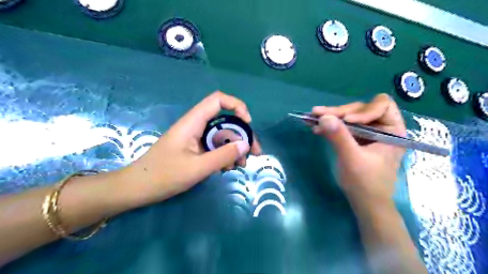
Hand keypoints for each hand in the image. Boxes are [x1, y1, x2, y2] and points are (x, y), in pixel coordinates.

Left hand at [119, 92, 260, 205]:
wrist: (138, 188)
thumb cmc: (163, 176)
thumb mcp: (197, 168)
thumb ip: (223, 156)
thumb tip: (246, 145)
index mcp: (193, 122)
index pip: (218, 100)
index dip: (237, 106)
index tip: (248, 123)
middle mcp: (196, 126)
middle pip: (225, 120)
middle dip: (242, 134)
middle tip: (253, 153)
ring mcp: (195, 138)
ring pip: (222, 135)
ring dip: (235, 147)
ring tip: (241, 165)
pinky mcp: (195, 148)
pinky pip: (215, 146)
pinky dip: (225, 154)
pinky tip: (228, 167)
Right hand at [311, 93, 406, 207]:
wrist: (365, 203)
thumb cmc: (366, 183)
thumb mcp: (352, 159)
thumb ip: (339, 137)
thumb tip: (323, 117)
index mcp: (392, 130)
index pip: (381, 105)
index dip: (363, 110)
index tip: (346, 120)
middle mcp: (382, 127)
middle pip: (360, 109)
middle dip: (339, 112)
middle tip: (317, 114)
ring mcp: (368, 133)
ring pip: (349, 116)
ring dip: (331, 117)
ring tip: (312, 118)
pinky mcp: (356, 139)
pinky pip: (343, 127)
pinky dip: (330, 126)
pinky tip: (316, 129)